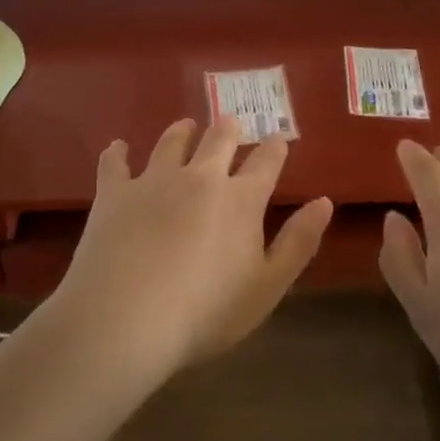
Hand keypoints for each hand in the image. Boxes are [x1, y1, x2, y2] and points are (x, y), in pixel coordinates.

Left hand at [49, 117, 332, 375]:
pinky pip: (114, 163)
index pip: (265, 163)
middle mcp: (200, 177)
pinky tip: (117, 148)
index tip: (279, 138)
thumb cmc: (205, 312)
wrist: (126, 318)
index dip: (275, 148)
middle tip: (231, 123)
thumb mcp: (267, 286)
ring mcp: (154, 180)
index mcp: (240, 200)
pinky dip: (117, 153)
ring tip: (185, 126)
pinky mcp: (114, 193)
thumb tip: (324, 201)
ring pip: (171, 142)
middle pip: (218, 140)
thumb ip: (298, 242)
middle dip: (229, 129)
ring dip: (182, 131)